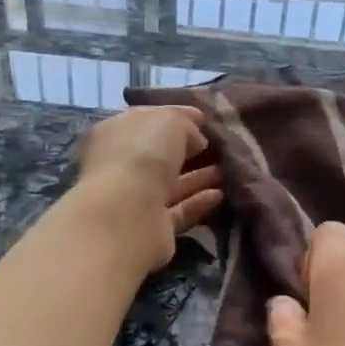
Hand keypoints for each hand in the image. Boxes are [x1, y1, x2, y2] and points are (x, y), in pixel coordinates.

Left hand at [76, 106, 223, 271]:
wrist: (127, 213)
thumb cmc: (143, 153)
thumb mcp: (170, 121)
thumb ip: (185, 124)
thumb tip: (196, 140)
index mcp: (116, 132)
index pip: (149, 121)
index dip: (177, 118)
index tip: (205, 121)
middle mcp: (120, 165)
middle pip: (159, 155)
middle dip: (189, 151)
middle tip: (220, 148)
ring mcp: (134, 198)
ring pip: (171, 184)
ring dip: (198, 177)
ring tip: (228, 170)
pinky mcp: (151, 226)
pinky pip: (179, 210)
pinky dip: (198, 202)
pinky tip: (220, 195)